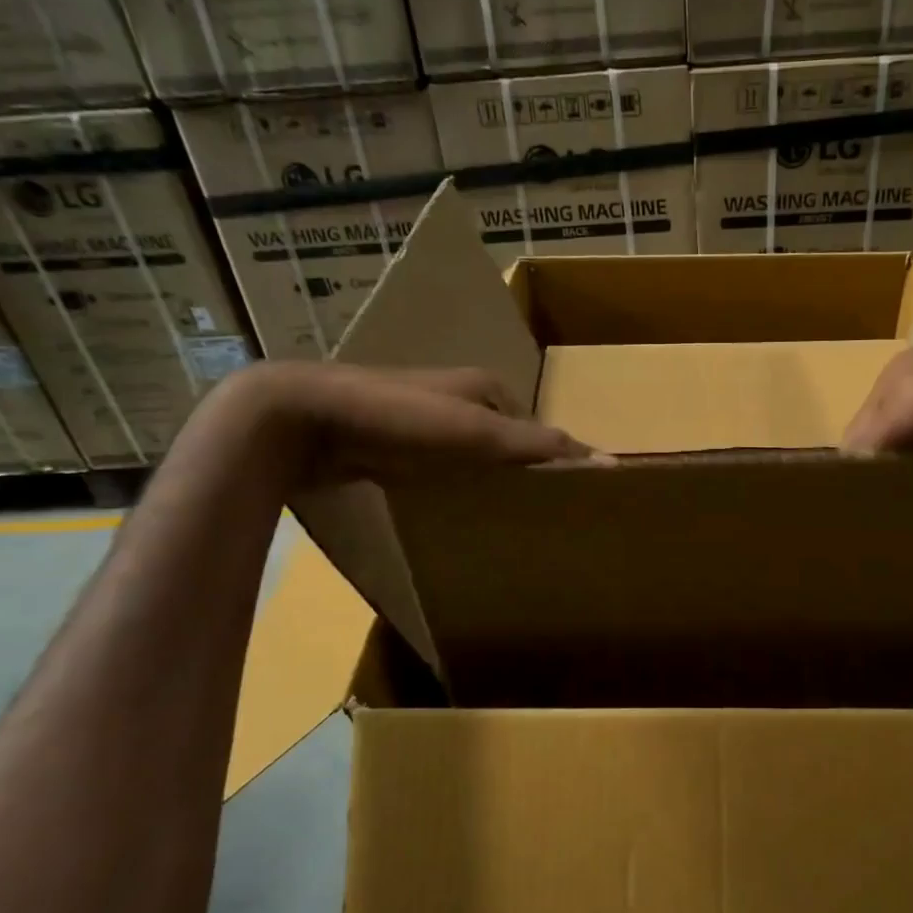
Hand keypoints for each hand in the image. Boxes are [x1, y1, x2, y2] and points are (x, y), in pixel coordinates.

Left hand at [210, 360, 591, 489]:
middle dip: (522, 473)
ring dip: (487, 484)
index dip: (556, 460)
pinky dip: (453, 490)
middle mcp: (457, 399)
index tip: (572, 498)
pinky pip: (440, 470)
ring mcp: (422, 422)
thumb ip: (539, 447)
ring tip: (504, 524)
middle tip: (540, 518)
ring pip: (472, 458)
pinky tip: (455, 516)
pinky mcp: (392, 446)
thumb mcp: (478, 433)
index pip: (537, 428)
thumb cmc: (401, 419)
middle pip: (506, 441)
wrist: (304, 420)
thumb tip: (609, 462)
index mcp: (485, 388)